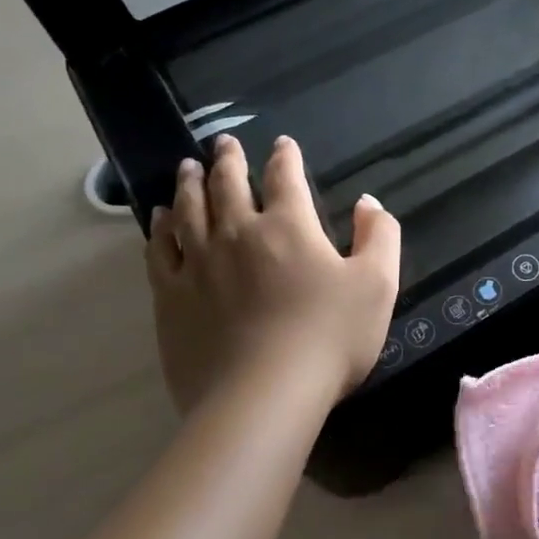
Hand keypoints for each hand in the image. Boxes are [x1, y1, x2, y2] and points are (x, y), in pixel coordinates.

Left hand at [145, 133, 400, 416]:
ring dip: (189, 184)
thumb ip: (379, 237)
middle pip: (228, 185)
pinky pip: (160, 250)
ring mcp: (198, 264)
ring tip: (187, 168)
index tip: (282, 143)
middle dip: (228, 160)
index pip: (285, 178)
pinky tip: (159, 219)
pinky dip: (159, 228)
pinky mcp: (171, 297)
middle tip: (223, 143)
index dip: (285, 157)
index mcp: (289, 227)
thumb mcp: (377, 285)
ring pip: (188, 210)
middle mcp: (238, 233)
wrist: (263, 396)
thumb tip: (368, 203)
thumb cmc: (329, 338)